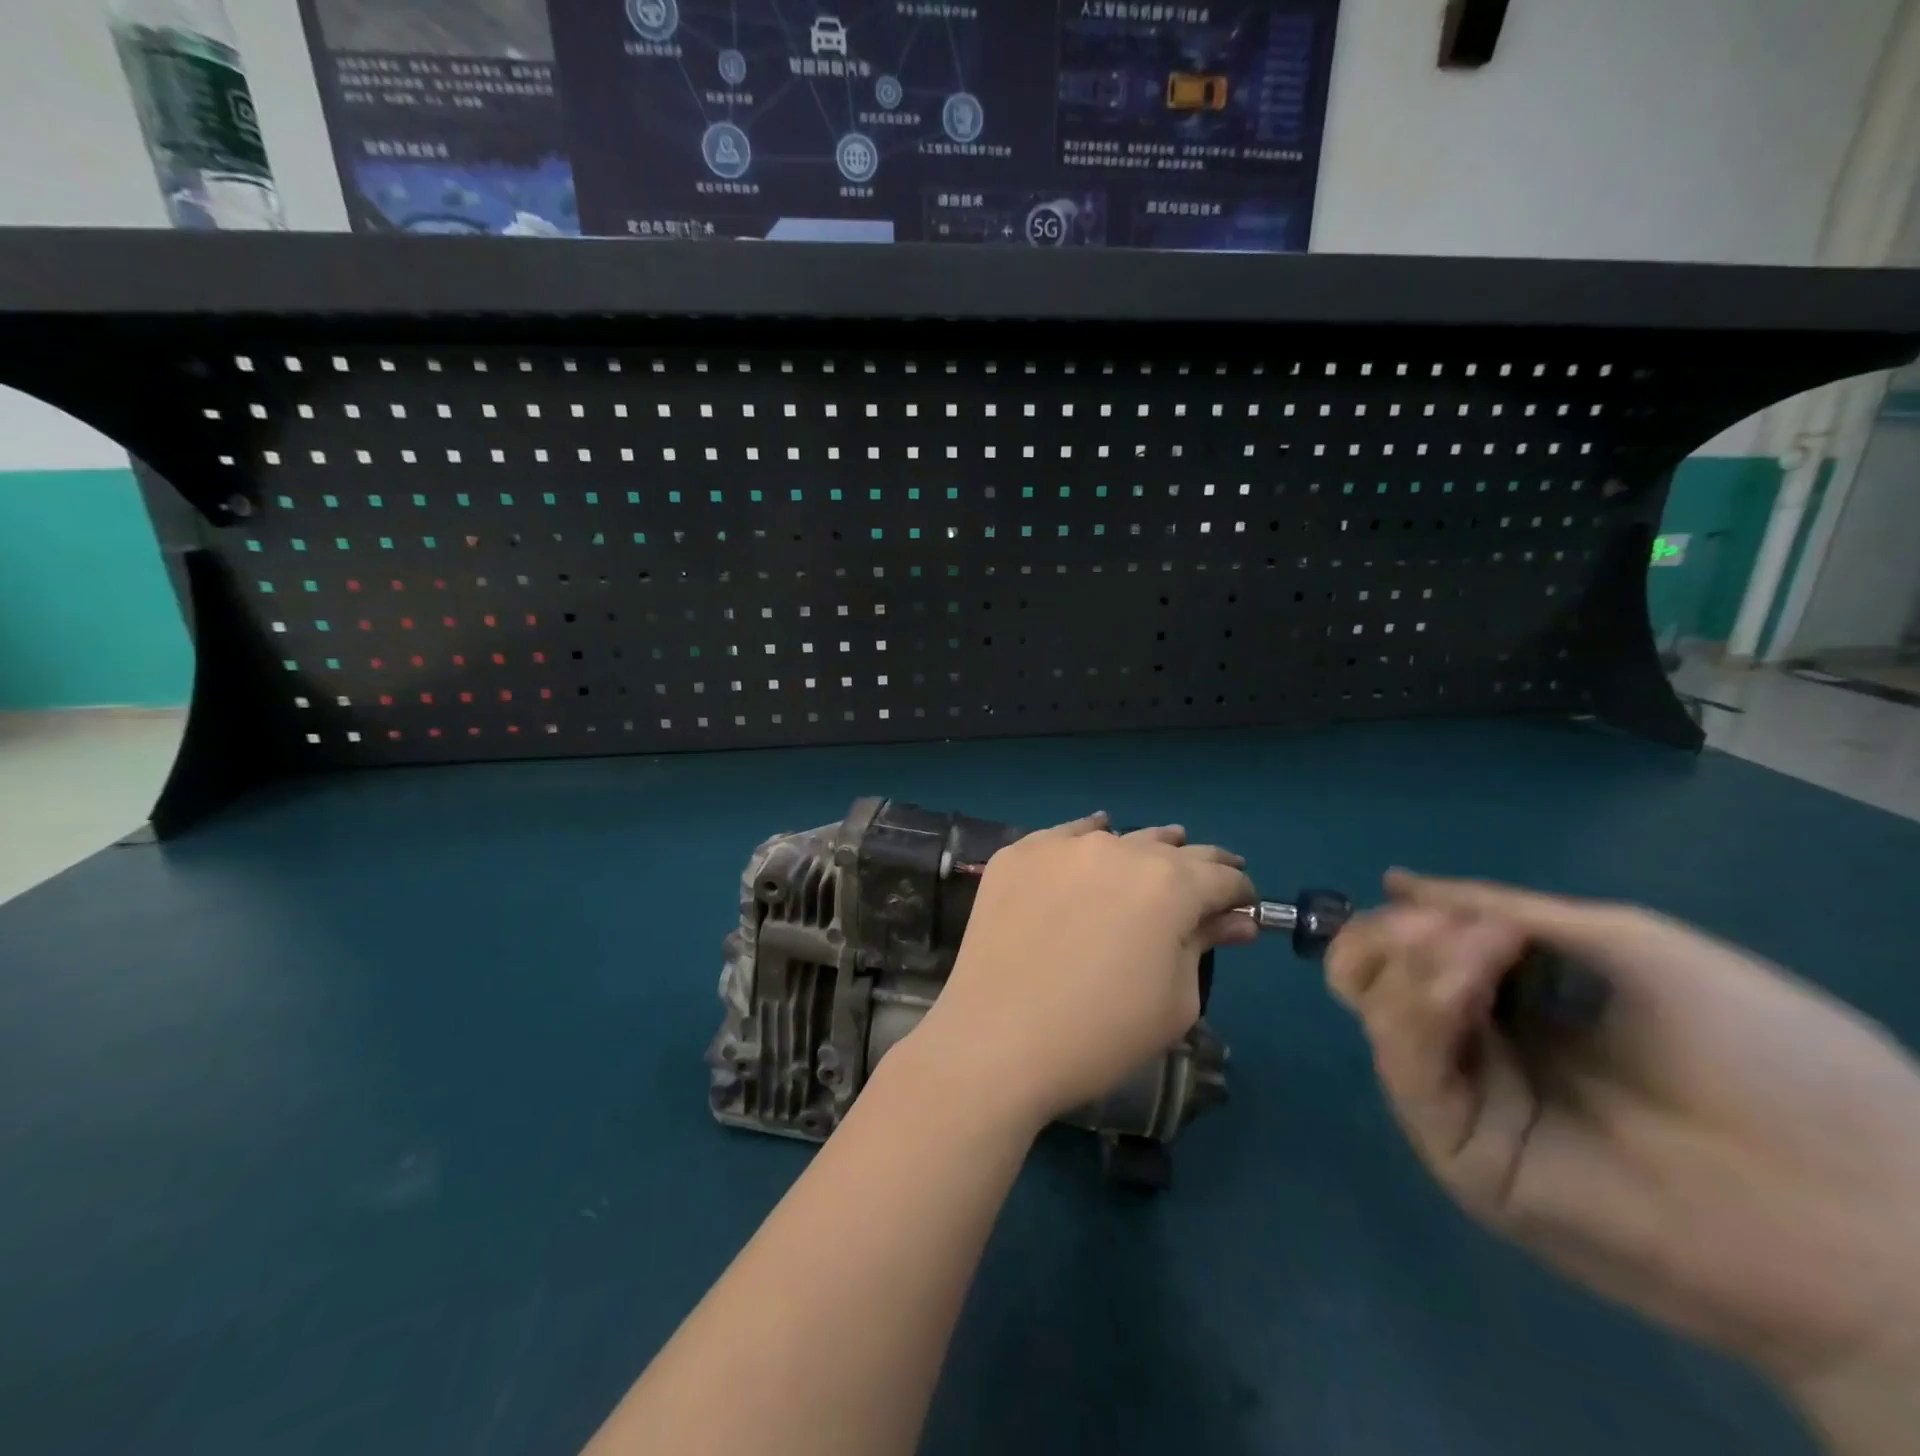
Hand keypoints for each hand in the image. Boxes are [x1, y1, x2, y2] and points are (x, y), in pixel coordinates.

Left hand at [907, 812, 1256, 1130]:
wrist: (996, 1040)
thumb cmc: (1100, 1034)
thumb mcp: (1174, 1000)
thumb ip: (1203, 946)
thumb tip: (1233, 920)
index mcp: (1168, 884)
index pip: (1221, 877)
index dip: (1238, 894)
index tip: (1242, 908)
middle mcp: (1117, 849)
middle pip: (1171, 849)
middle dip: (1198, 867)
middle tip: (1209, 879)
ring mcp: (1061, 846)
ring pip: (1117, 838)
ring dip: (1142, 850)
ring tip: (1154, 858)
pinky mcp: (1017, 854)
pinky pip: (1064, 836)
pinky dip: (1086, 839)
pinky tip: (1092, 841)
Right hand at [1326, 872, 1919, 1406]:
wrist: (1874, 1210)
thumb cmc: (1768, 1057)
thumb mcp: (1629, 946)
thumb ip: (1505, 910)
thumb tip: (1395, 881)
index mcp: (1510, 1007)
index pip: (1405, 955)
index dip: (1407, 920)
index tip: (1446, 905)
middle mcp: (1475, 1051)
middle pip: (1366, 983)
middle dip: (1386, 939)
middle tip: (1441, 927)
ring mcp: (1468, 1106)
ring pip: (1378, 1017)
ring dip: (1414, 965)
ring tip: (1484, 949)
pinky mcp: (1465, 1159)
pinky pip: (1410, 1073)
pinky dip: (1421, 1012)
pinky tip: (1466, 987)